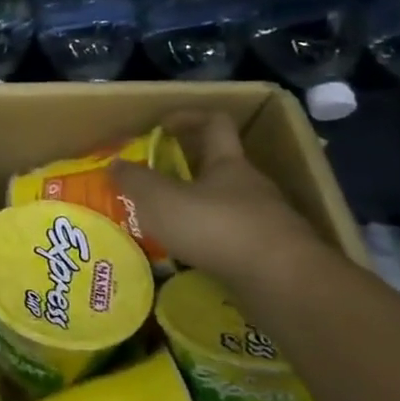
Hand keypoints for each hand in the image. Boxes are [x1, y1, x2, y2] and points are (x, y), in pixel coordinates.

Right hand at [110, 113, 323, 284]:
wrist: (284, 282)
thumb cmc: (217, 227)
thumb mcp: (161, 200)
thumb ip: (135, 181)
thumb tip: (115, 162)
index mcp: (228, 163)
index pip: (215, 124)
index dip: (189, 118)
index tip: (163, 126)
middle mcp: (252, 186)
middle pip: (220, 168)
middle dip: (188, 173)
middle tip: (156, 185)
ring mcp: (267, 221)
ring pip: (228, 206)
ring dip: (200, 211)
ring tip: (169, 228)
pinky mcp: (274, 254)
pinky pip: (236, 239)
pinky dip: (213, 243)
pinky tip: (194, 259)